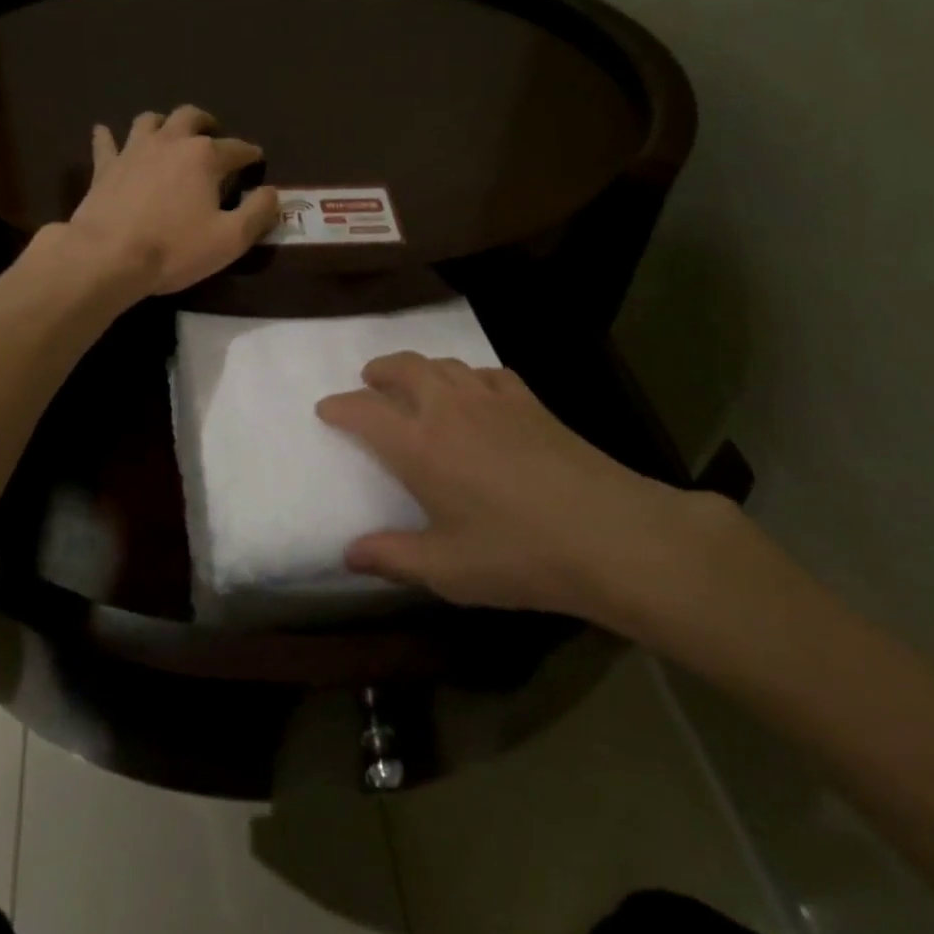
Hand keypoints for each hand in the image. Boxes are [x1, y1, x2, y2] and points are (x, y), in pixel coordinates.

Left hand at [64, 105, 278, 295]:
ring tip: (169, 136)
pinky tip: (105, 134)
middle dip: (206, 123)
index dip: (250, 154)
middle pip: (191, 117)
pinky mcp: (105, 167)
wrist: (108, 256)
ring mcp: (133, 150)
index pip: (237, 148)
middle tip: (213, 135)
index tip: (256, 161)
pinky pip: (106, 142)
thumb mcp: (231, 239)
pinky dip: (109, 137)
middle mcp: (170, 142)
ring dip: (163, 123)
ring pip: (150, 120)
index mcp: (205, 156)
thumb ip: (258, 212)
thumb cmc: (175, 248)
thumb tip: (271, 192)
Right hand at [315, 353, 744, 641]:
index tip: (326, 409)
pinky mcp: (529, 401)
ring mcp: (491, 398)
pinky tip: (475, 391)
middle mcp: (447, 409)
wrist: (607, 533)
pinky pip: (486, 373)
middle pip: (404, 368)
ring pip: (444, 364)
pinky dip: (468, 375)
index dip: (340, 407)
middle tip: (369, 380)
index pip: (364, 412)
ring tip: (415, 381)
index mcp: (418, 445)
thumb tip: (348, 554)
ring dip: (421, 367)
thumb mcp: (446, 569)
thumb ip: (391, 557)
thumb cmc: (517, 554)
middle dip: (380, 370)